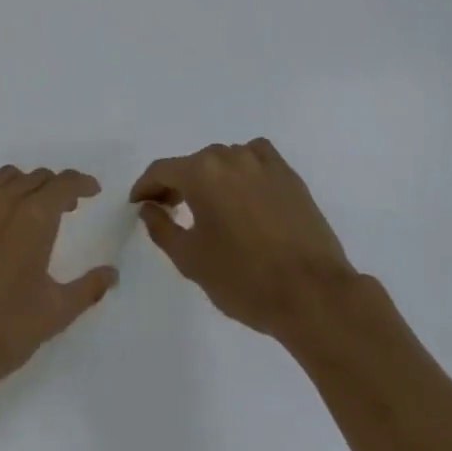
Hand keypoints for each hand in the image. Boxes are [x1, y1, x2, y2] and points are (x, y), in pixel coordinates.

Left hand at [0, 166, 117, 397]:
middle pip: (35, 177)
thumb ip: (87, 289)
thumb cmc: (0, 333)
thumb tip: (111, 273)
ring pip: (4, 178)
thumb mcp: (54, 315)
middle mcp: (1, 201)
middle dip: (54, 188)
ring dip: (23, 187)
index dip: (82, 183)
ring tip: (27, 212)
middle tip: (64, 209)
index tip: (91, 191)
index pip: (64, 183)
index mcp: (33, 218)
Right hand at [132, 139, 356, 341]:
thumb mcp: (191, 260)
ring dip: (211, 178)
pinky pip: (256, 158)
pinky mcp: (288, 174)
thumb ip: (162, 228)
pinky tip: (245, 192)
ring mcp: (263, 162)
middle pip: (193, 163)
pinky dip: (243, 169)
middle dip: (177, 184)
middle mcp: (230, 156)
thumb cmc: (244, 280)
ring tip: (210, 206)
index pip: (162, 170)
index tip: (139, 204)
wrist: (312, 294)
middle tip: (171, 210)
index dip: (145, 187)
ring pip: (225, 159)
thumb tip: (149, 207)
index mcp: (202, 173)